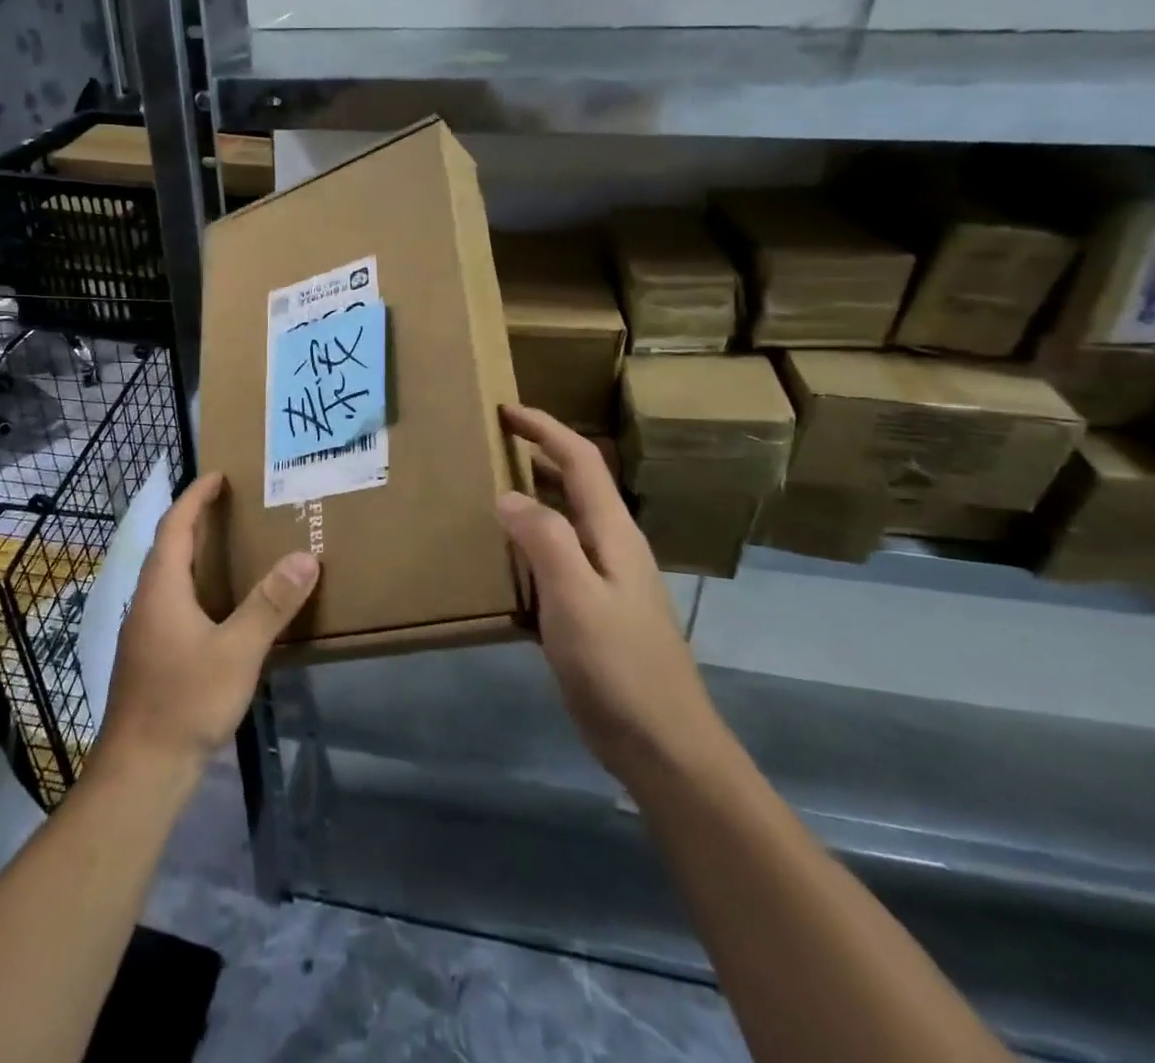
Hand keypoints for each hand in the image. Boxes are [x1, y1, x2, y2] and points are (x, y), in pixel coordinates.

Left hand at [96, 472, 318, 777]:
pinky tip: (221, 607)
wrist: (140, 770)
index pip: (175, 525)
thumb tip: (305, 557)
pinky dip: (196, 586)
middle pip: (169, 547)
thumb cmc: (186, 701)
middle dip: (196, 520)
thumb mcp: (237, 650)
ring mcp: (146, 630)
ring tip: (232, 547)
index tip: (219, 476)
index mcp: (162, 588)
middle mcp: (148, 601)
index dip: (195, 496)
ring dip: (196, 554)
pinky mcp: (151, 655)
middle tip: (232, 506)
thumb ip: (271, 604)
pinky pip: (174, 602)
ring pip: (170, 577)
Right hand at [498, 405, 723, 783]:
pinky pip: (558, 557)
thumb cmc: (619, 667)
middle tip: (492, 444)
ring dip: (534, 495)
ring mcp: (607, 580)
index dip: (545, 428)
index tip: (506, 409)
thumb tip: (507, 496)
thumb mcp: (575, 598)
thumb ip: (544, 539)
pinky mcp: (595, 611)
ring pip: (566, 520)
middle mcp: (613, 546)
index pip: (580, 461)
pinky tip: (505, 559)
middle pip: (576, 483)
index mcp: (613, 533)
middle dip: (538, 453)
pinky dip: (531, 540)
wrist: (664, 745)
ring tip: (490, 490)